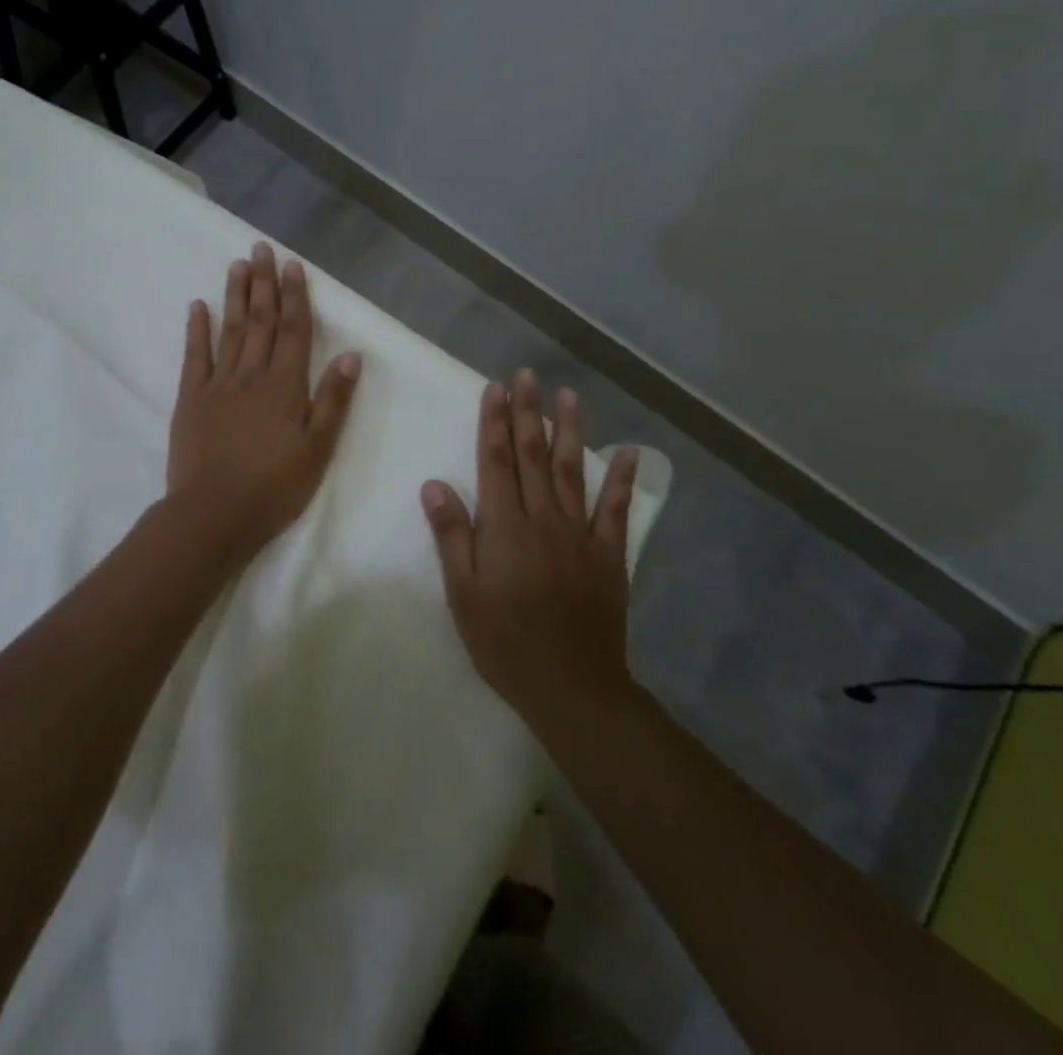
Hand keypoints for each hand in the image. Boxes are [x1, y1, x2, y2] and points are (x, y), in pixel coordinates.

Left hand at [166, 243, 361, 560]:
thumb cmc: (274, 486)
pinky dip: (197, 329)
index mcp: (285, 385)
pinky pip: (195, 356)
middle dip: (263, 283)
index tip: (292, 265)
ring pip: (229, 329)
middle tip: (261, 248)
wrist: (214, 513)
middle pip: (260, 320)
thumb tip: (351, 355)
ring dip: (234, 295)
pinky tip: (198, 306)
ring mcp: (218, 384)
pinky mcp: (191, 398)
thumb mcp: (318, 449)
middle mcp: (251, 374)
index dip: (294, 296)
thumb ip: (333, 400)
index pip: (293, 330)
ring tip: (237, 264)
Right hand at [420, 370, 638, 729]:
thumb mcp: (463, 594)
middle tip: (527, 376)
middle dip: (527, 413)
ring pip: (573, 471)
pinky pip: (616, 510)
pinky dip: (622, 479)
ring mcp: (580, 534)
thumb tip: (435, 485)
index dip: (494, 422)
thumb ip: (452, 536)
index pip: (495, 461)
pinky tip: (627, 451)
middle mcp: (544, 519)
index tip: (495, 388)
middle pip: (533, 456)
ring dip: (569, 430)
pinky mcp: (608, 555)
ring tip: (567, 396)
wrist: (572, 687)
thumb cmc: (505, 642)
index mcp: (505, 527)